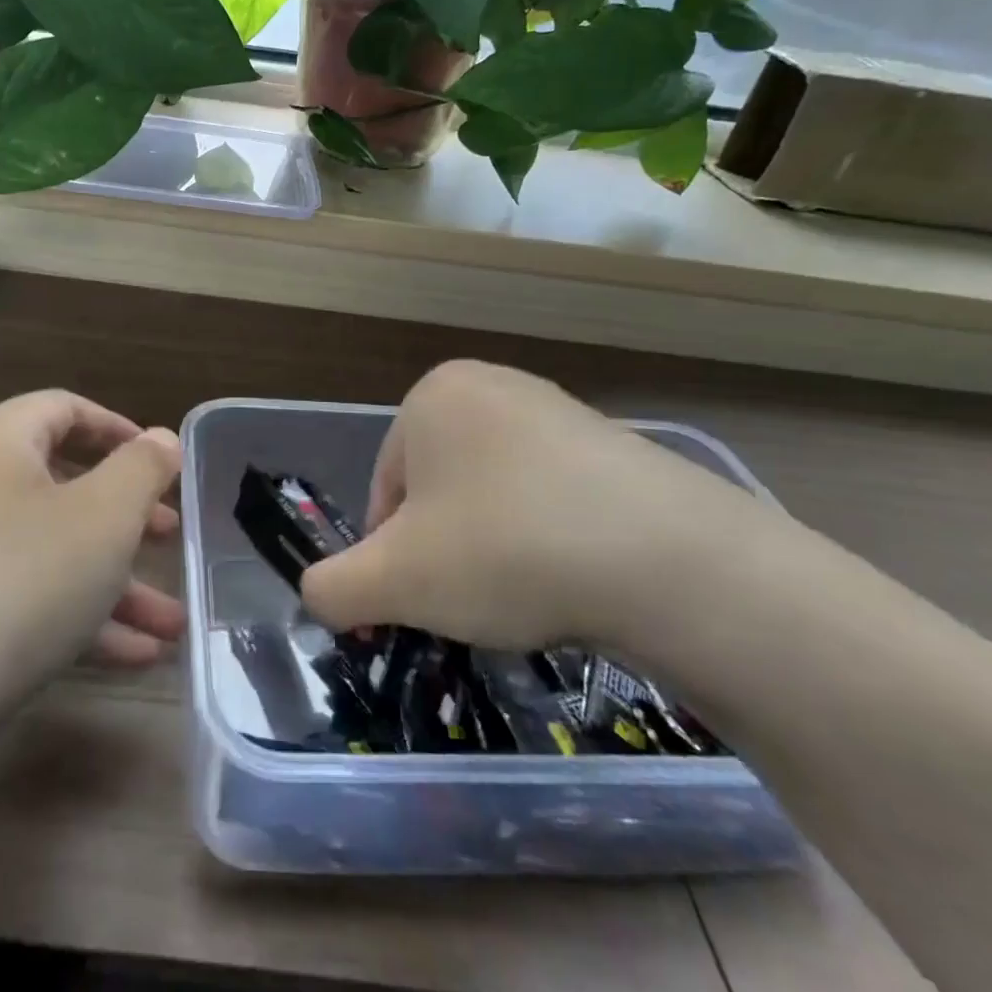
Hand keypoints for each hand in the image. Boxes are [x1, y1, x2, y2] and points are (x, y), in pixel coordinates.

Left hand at [0, 390, 184, 723]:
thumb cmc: (21, 577)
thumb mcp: (104, 516)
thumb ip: (142, 468)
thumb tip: (161, 438)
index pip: (64, 409)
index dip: (119, 430)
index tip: (161, 462)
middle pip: (60, 485)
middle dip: (125, 517)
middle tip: (169, 536)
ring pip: (47, 551)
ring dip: (112, 582)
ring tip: (171, 623)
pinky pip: (21, 597)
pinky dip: (74, 616)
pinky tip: (131, 656)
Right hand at [300, 361, 770, 655]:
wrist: (673, 561)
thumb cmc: (505, 549)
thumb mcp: (394, 581)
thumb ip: (332, 588)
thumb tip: (319, 596)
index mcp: (432, 396)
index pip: (385, 490)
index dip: (391, 556)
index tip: (419, 603)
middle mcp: (493, 386)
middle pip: (439, 492)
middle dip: (444, 552)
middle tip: (472, 605)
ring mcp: (560, 411)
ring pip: (495, 498)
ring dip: (494, 550)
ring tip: (528, 599)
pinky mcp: (618, 446)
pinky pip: (554, 499)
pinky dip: (549, 542)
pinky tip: (574, 581)